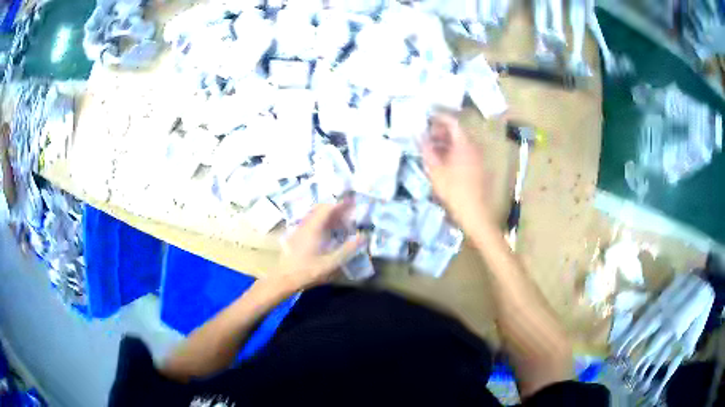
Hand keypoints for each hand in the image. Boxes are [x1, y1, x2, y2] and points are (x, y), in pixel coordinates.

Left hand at [274, 201, 363, 291]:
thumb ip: (348, 249)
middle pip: (321, 209)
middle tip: (349, 212)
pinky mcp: (297, 235)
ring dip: (329, 215)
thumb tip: (363, 236)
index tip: (353, 202)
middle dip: (336, 208)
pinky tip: (328, 232)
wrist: (284, 279)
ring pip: (316, 215)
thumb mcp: (331, 262)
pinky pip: (311, 222)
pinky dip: (322, 221)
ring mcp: (300, 229)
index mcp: (314, 227)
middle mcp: (306, 224)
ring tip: (341, 222)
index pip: (328, 208)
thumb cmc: (308, 271)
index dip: (341, 204)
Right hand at [422, 114, 491, 230]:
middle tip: (427, 136)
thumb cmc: (454, 191)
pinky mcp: (480, 168)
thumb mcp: (435, 170)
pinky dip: (454, 152)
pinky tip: (443, 162)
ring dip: (446, 142)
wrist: (476, 213)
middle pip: (458, 132)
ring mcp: (479, 158)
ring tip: (432, 150)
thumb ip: (426, 150)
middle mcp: (474, 147)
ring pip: (461, 143)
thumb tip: (419, 135)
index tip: (426, 119)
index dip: (438, 118)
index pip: (452, 122)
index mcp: (464, 144)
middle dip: (441, 131)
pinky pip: (465, 153)